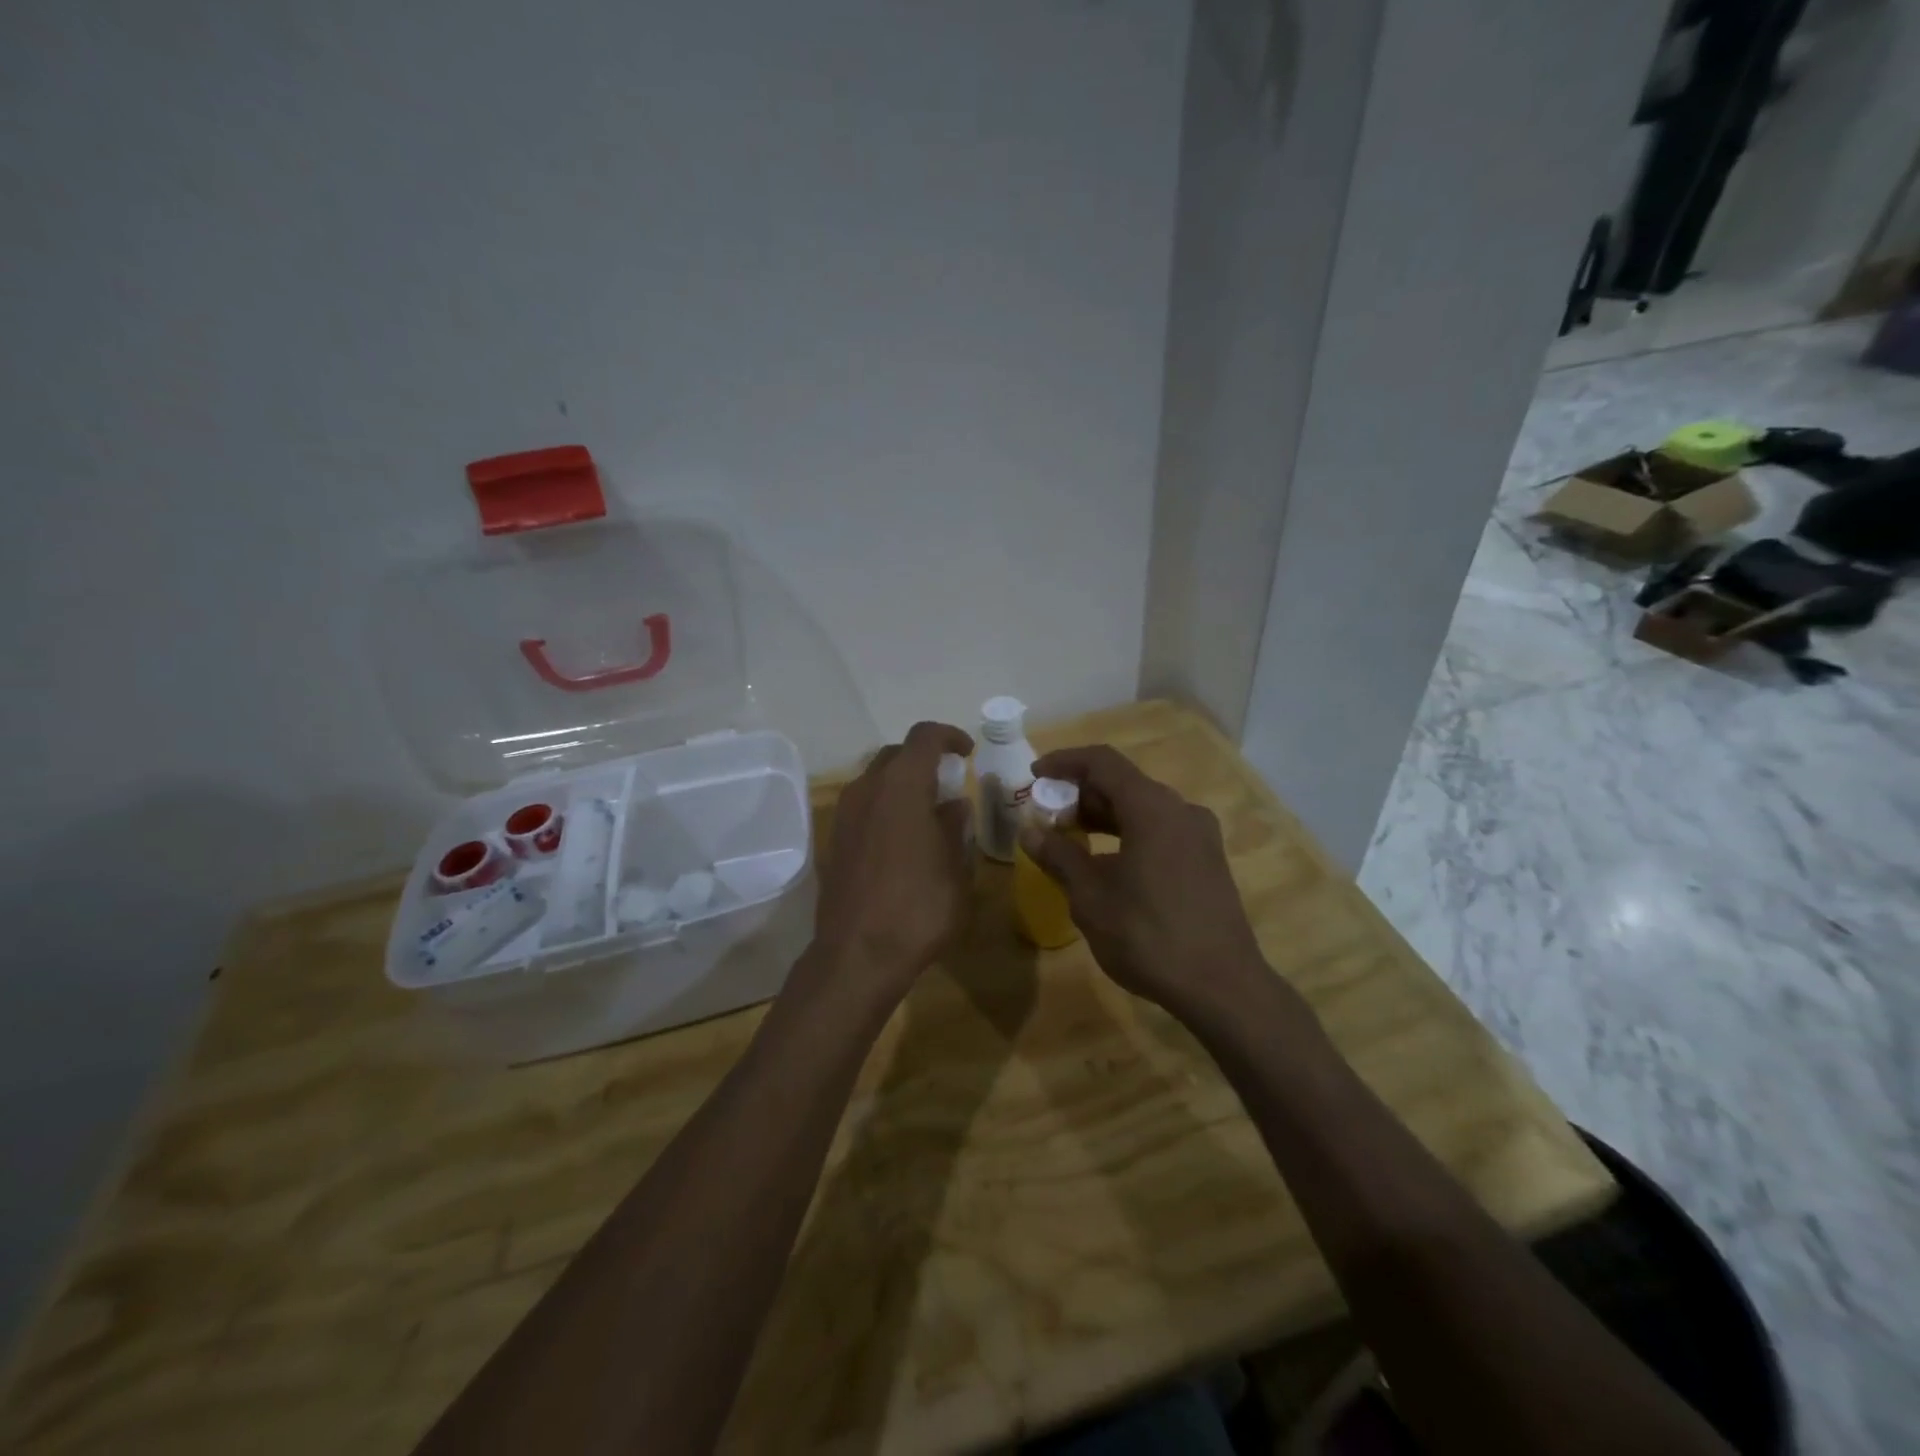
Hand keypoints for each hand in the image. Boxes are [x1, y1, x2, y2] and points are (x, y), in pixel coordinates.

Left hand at [808, 721, 975, 1005]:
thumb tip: (953, 806)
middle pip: (896, 755)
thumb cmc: (918, 909)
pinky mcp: (833, 840)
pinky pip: (862, 807)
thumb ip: (956, 828)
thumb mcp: (956, 869)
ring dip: (902, 785)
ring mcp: (844, 815)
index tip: (967, 751)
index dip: (949, 736)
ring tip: (927, 812)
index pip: (924, 737)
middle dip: (924, 760)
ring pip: (875, 780)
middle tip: (949, 782)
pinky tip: (901, 839)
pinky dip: (884, 807)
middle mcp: (867, 789)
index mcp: (902, 786)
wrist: (857, 955)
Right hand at [1019, 745, 1272, 1023]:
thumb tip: (1030, 831)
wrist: (1222, 987)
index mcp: (1152, 808)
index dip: (1064, 762)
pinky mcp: (1207, 859)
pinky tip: (1106, 862)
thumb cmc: (1148, 936)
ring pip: (1142, 808)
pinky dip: (1127, 833)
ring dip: (1103, 815)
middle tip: (1047, 816)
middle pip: (1123, 783)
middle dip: (1080, 793)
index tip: (1035, 776)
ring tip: (1069, 838)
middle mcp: (1180, 810)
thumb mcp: (1091, 897)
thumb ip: (1058, 856)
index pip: (1102, 762)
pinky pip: (1159, 829)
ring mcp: (1199, 835)